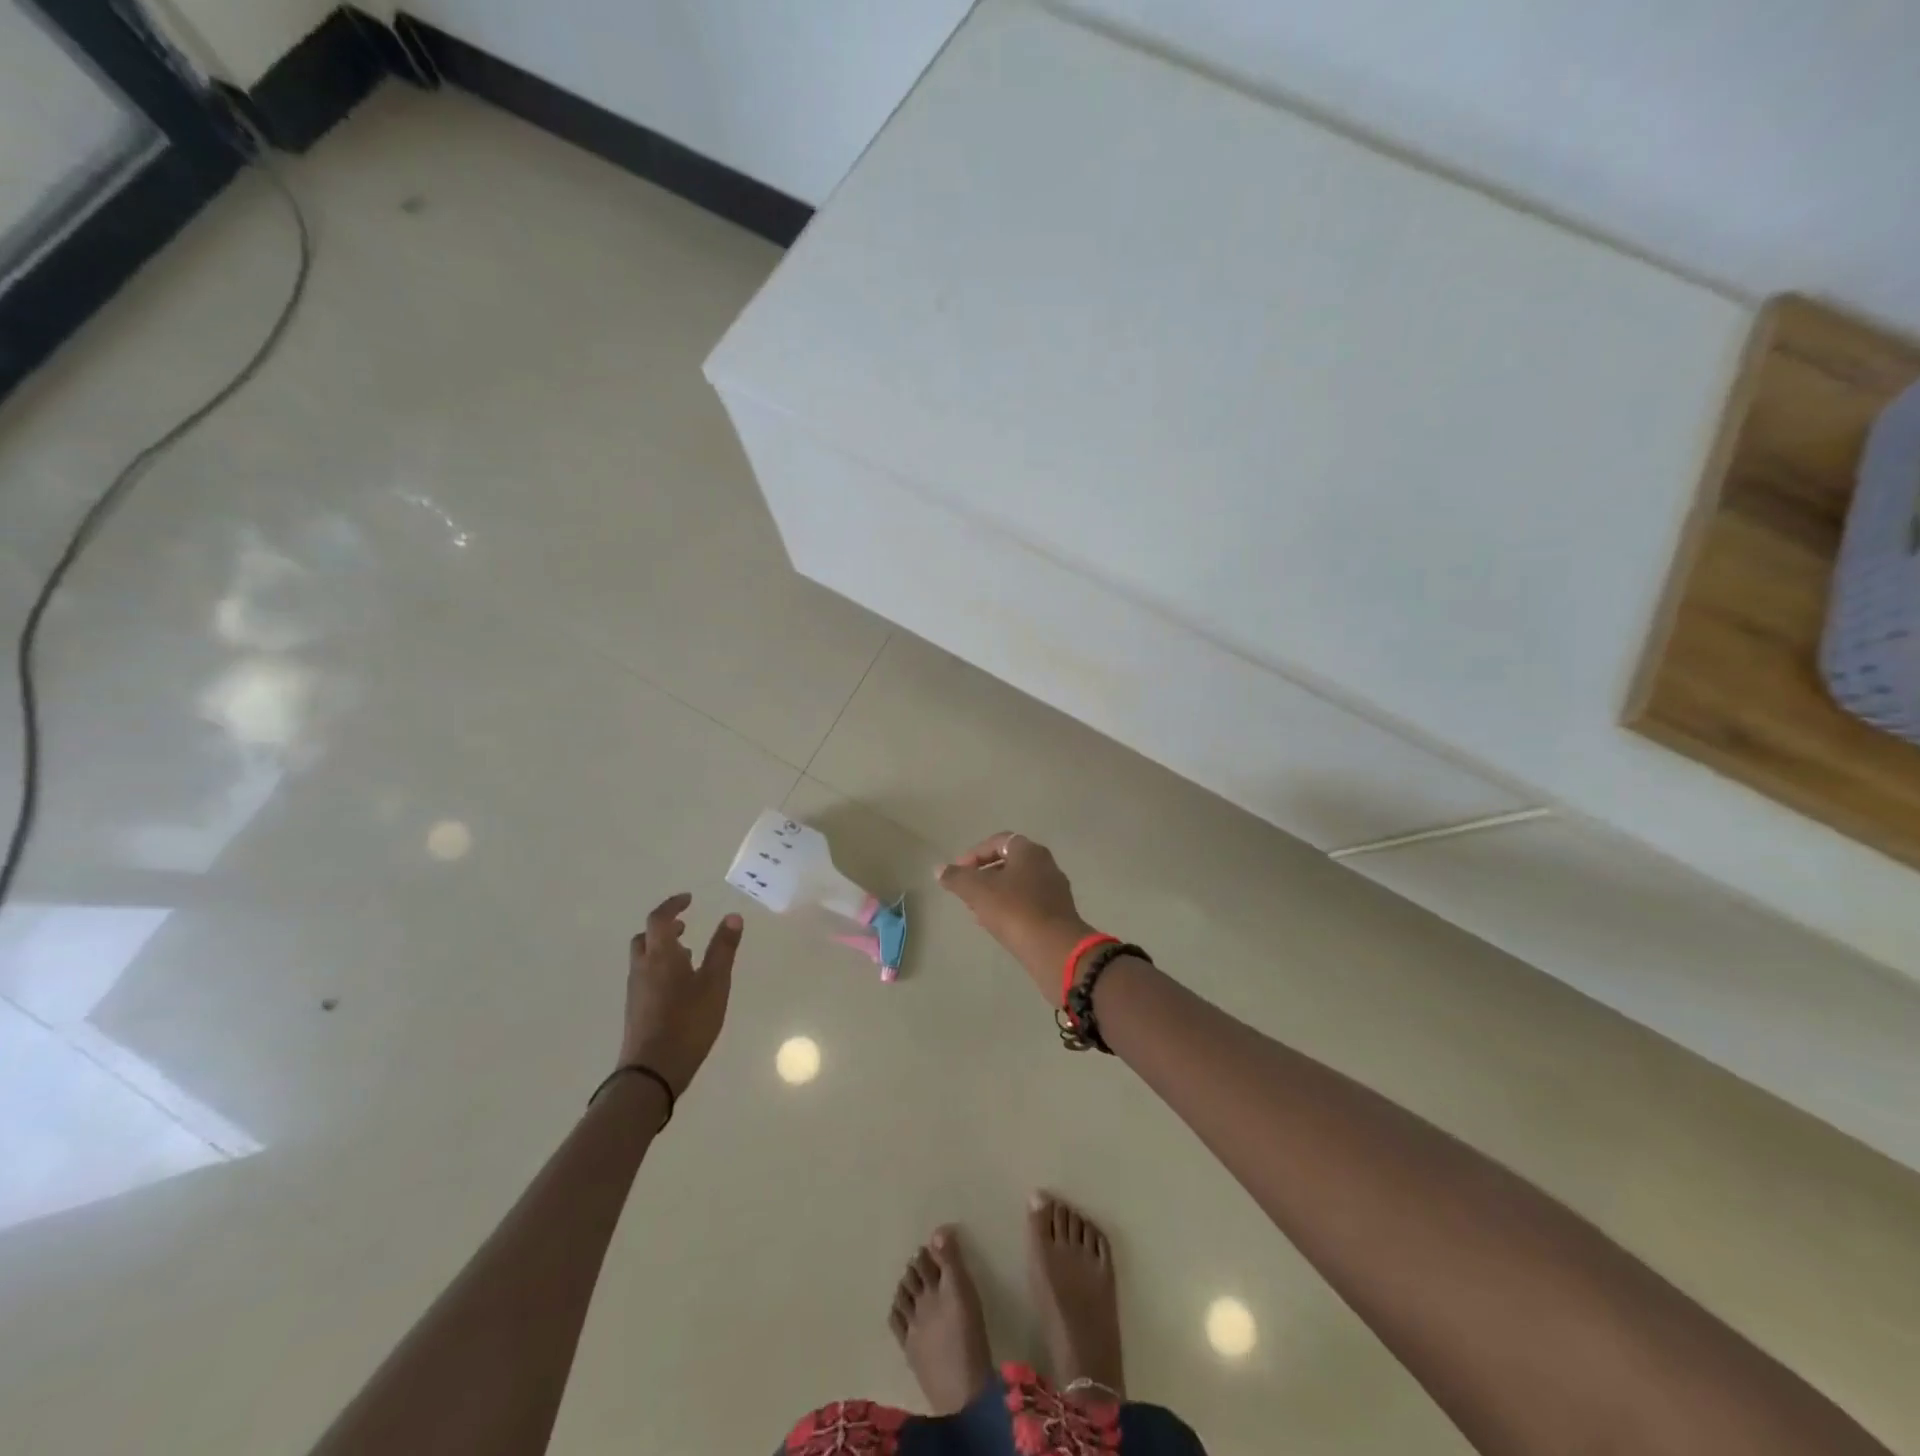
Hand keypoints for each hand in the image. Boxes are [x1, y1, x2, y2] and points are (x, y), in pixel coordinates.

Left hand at [618, 894, 741, 1095]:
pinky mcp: (636, 1010)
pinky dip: (660, 968)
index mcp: (660, 955)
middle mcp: (642, 968)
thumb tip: (733, 916)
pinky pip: (646, 977)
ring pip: (644, 959)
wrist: (652, 1072)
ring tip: (688, 955)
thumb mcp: (715, 983)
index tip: (689, 899)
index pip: (659, 919)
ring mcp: (636, 991)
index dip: (673, 905)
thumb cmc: (688, 1021)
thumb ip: (723, 949)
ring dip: (662, 949)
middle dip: (664, 928)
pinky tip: (681, 986)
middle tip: (685, 927)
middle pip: (645, 938)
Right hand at [937, 833, 1094, 1002]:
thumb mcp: (978, 891)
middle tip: (966, 891)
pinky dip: (1010, 909)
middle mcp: (1046, 865)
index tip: (958, 871)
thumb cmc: (1014, 910)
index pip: (998, 841)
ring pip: (1018, 885)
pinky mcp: (1058, 914)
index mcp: (1029, 851)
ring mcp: (1055, 890)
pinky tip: (997, 925)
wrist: (1054, 949)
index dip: (974, 854)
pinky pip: (1028, 904)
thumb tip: (938, 869)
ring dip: (996, 894)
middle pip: (1009, 863)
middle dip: (984, 875)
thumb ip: (956, 878)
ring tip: (976, 911)